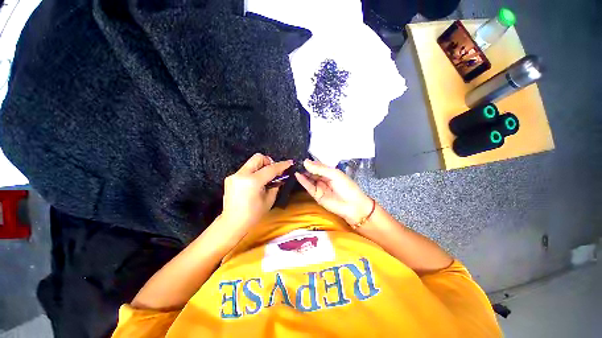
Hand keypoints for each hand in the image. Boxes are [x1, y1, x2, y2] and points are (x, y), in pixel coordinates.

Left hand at [221, 153, 292, 229]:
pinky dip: (253, 173)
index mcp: (252, 182)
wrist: (232, 223)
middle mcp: (241, 175)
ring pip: (251, 163)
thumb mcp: (269, 200)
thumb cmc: (253, 215)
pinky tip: (255, 184)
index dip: (282, 165)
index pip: (270, 168)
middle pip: (258, 157)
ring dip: (261, 167)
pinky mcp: (230, 178)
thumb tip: (280, 177)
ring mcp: (234, 175)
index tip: (289, 163)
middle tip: (273, 172)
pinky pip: (245, 170)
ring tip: (264, 179)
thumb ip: (275, 185)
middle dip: (268, 162)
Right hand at [295, 160, 372, 224]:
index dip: (310, 162)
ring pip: (309, 178)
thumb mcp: (334, 174)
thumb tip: (306, 162)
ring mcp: (319, 187)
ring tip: (294, 167)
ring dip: (302, 173)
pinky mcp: (316, 195)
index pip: (317, 165)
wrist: (352, 206)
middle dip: (305, 167)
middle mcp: (323, 178)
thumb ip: (320, 169)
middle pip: (312, 171)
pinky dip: (303, 181)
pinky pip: (308, 187)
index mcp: (329, 172)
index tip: (301, 157)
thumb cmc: (347, 186)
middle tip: (295, 162)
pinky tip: (297, 175)